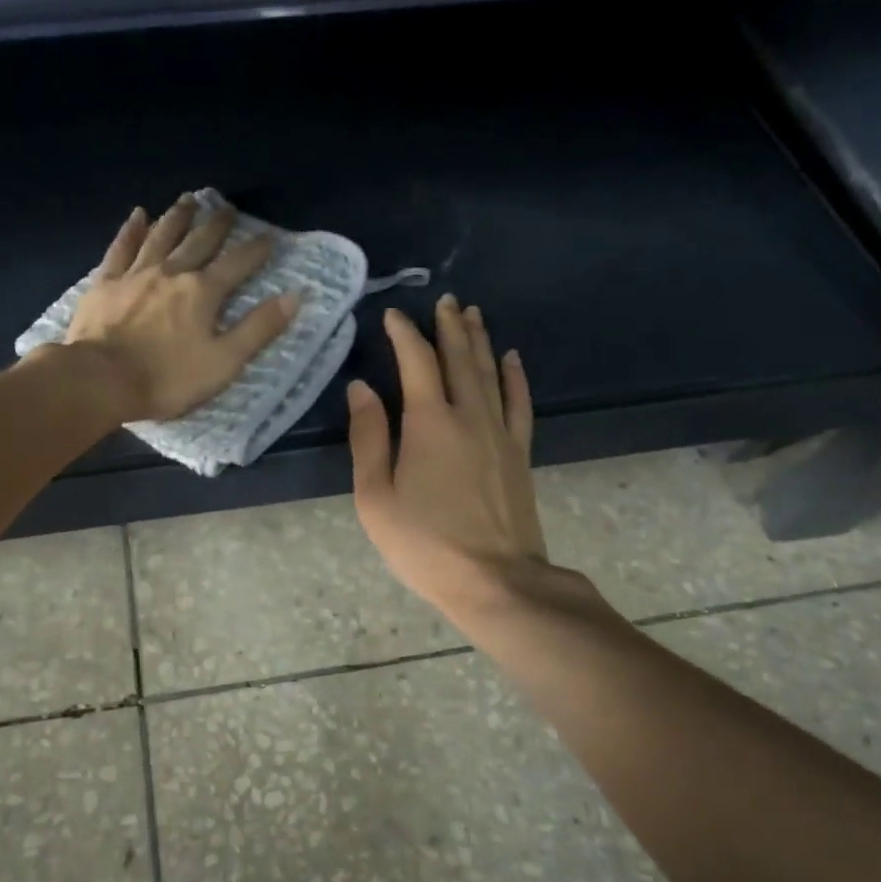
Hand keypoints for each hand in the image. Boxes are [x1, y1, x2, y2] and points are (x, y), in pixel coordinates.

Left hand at [59, 193, 300, 422]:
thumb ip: (258, 329)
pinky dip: (132, 230)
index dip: (256, 250)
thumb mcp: (224, 361)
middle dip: (217, 225)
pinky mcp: (105, 282)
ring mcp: (135, 274)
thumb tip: (295, 296)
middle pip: (199, 242)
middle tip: (228, 208)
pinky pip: (121, 248)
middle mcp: (172, 272)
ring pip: (161, 236)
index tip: (270, 236)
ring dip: (178, 217)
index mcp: (203, 292)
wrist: (101, 380)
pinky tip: (138, 215)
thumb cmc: (167, 378)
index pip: (237, 264)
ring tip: (189, 199)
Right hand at [347, 298, 552, 616]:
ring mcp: (500, 433)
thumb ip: (368, 438)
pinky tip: (512, 358)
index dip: (404, 334)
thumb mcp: (376, 497)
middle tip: (444, 300)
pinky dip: (515, 376)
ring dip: (479, 340)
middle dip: (448, 327)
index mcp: (429, 423)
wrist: (496, 581)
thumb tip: (361, 388)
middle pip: (459, 359)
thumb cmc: (424, 544)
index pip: (416, 362)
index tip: (393, 315)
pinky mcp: (519, 453)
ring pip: (490, 373)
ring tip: (472, 313)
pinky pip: (519, 402)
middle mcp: (469, 416)